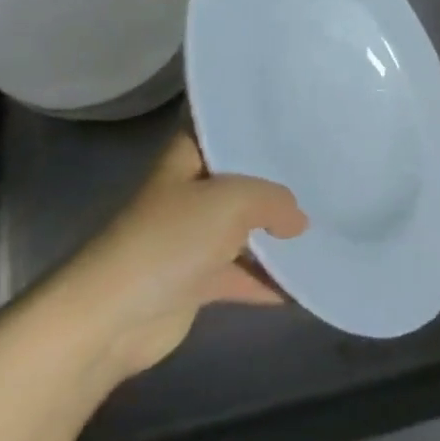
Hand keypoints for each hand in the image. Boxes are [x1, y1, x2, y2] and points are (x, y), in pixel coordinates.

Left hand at [48, 129, 307, 380]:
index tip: (301, 123)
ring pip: (245, 229)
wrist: (111, 317)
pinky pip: (242, 274)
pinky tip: (306, 281)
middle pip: (242, 180)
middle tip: (327, 172)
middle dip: (279, 182)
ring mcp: (191, 238)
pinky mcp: (195, 281)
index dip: (260, 126)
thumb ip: (276, 201)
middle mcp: (190, 191)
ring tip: (326, 225)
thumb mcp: (235, 201)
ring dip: (277, 234)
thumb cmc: (171, 239)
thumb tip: (298, 220)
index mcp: (188, 157)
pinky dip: (269, 279)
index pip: (226, 129)